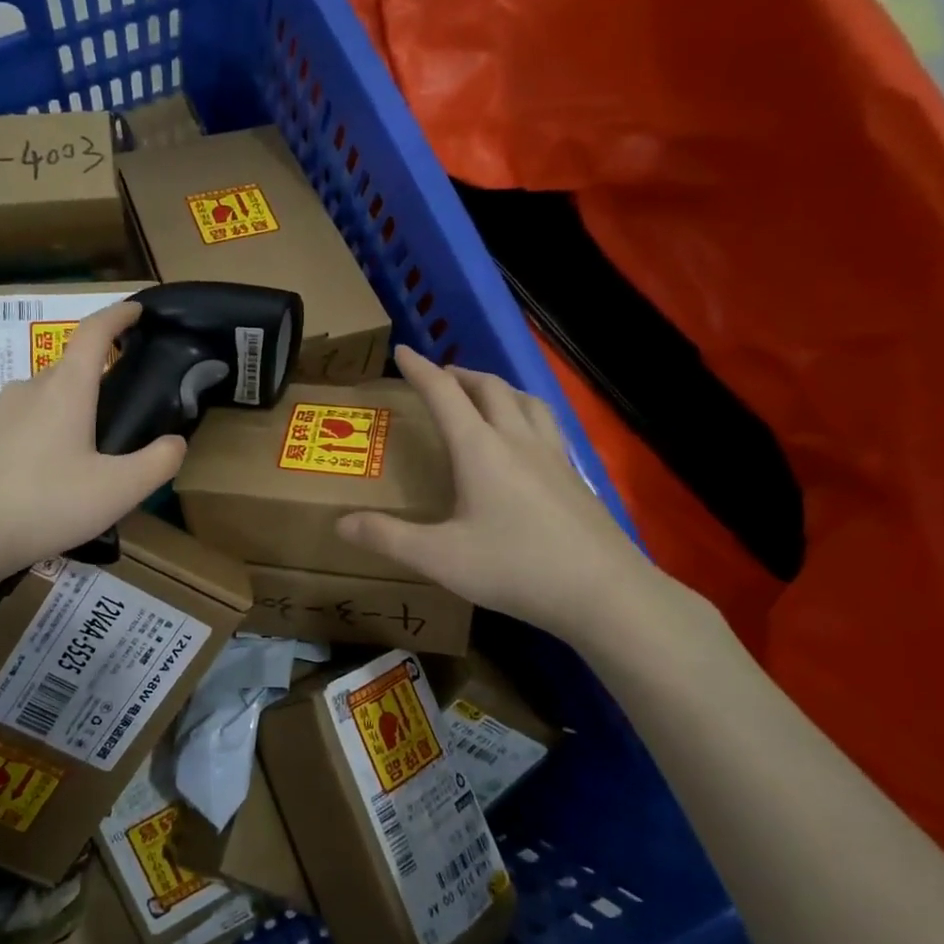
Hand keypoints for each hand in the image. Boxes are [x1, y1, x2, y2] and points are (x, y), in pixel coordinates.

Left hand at [0, 301, 184, 589]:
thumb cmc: (45, 504)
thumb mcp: (117, 491)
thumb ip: (157, 463)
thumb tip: (176, 442)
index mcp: (66, 390)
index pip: (94, 332)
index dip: (118, 315)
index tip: (137, 309)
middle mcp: (28, 389)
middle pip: (68, 368)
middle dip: (96, 376)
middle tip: (120, 408)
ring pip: (41, 399)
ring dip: (66, 411)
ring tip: (84, 452)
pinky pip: (18, 424)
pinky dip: (39, 435)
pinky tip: (43, 475)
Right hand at [337, 345, 659, 645]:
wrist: (603, 592)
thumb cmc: (515, 567)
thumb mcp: (440, 557)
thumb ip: (388, 537)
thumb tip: (340, 523)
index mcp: (480, 449)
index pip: (444, 394)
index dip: (420, 370)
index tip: (403, 351)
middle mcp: (517, 440)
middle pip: (489, 388)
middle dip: (460, 374)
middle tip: (440, 376)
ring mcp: (552, 456)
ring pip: (525, 400)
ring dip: (498, 387)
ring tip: (484, 394)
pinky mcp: (574, 476)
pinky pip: (547, 424)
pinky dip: (527, 412)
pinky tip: (527, 438)